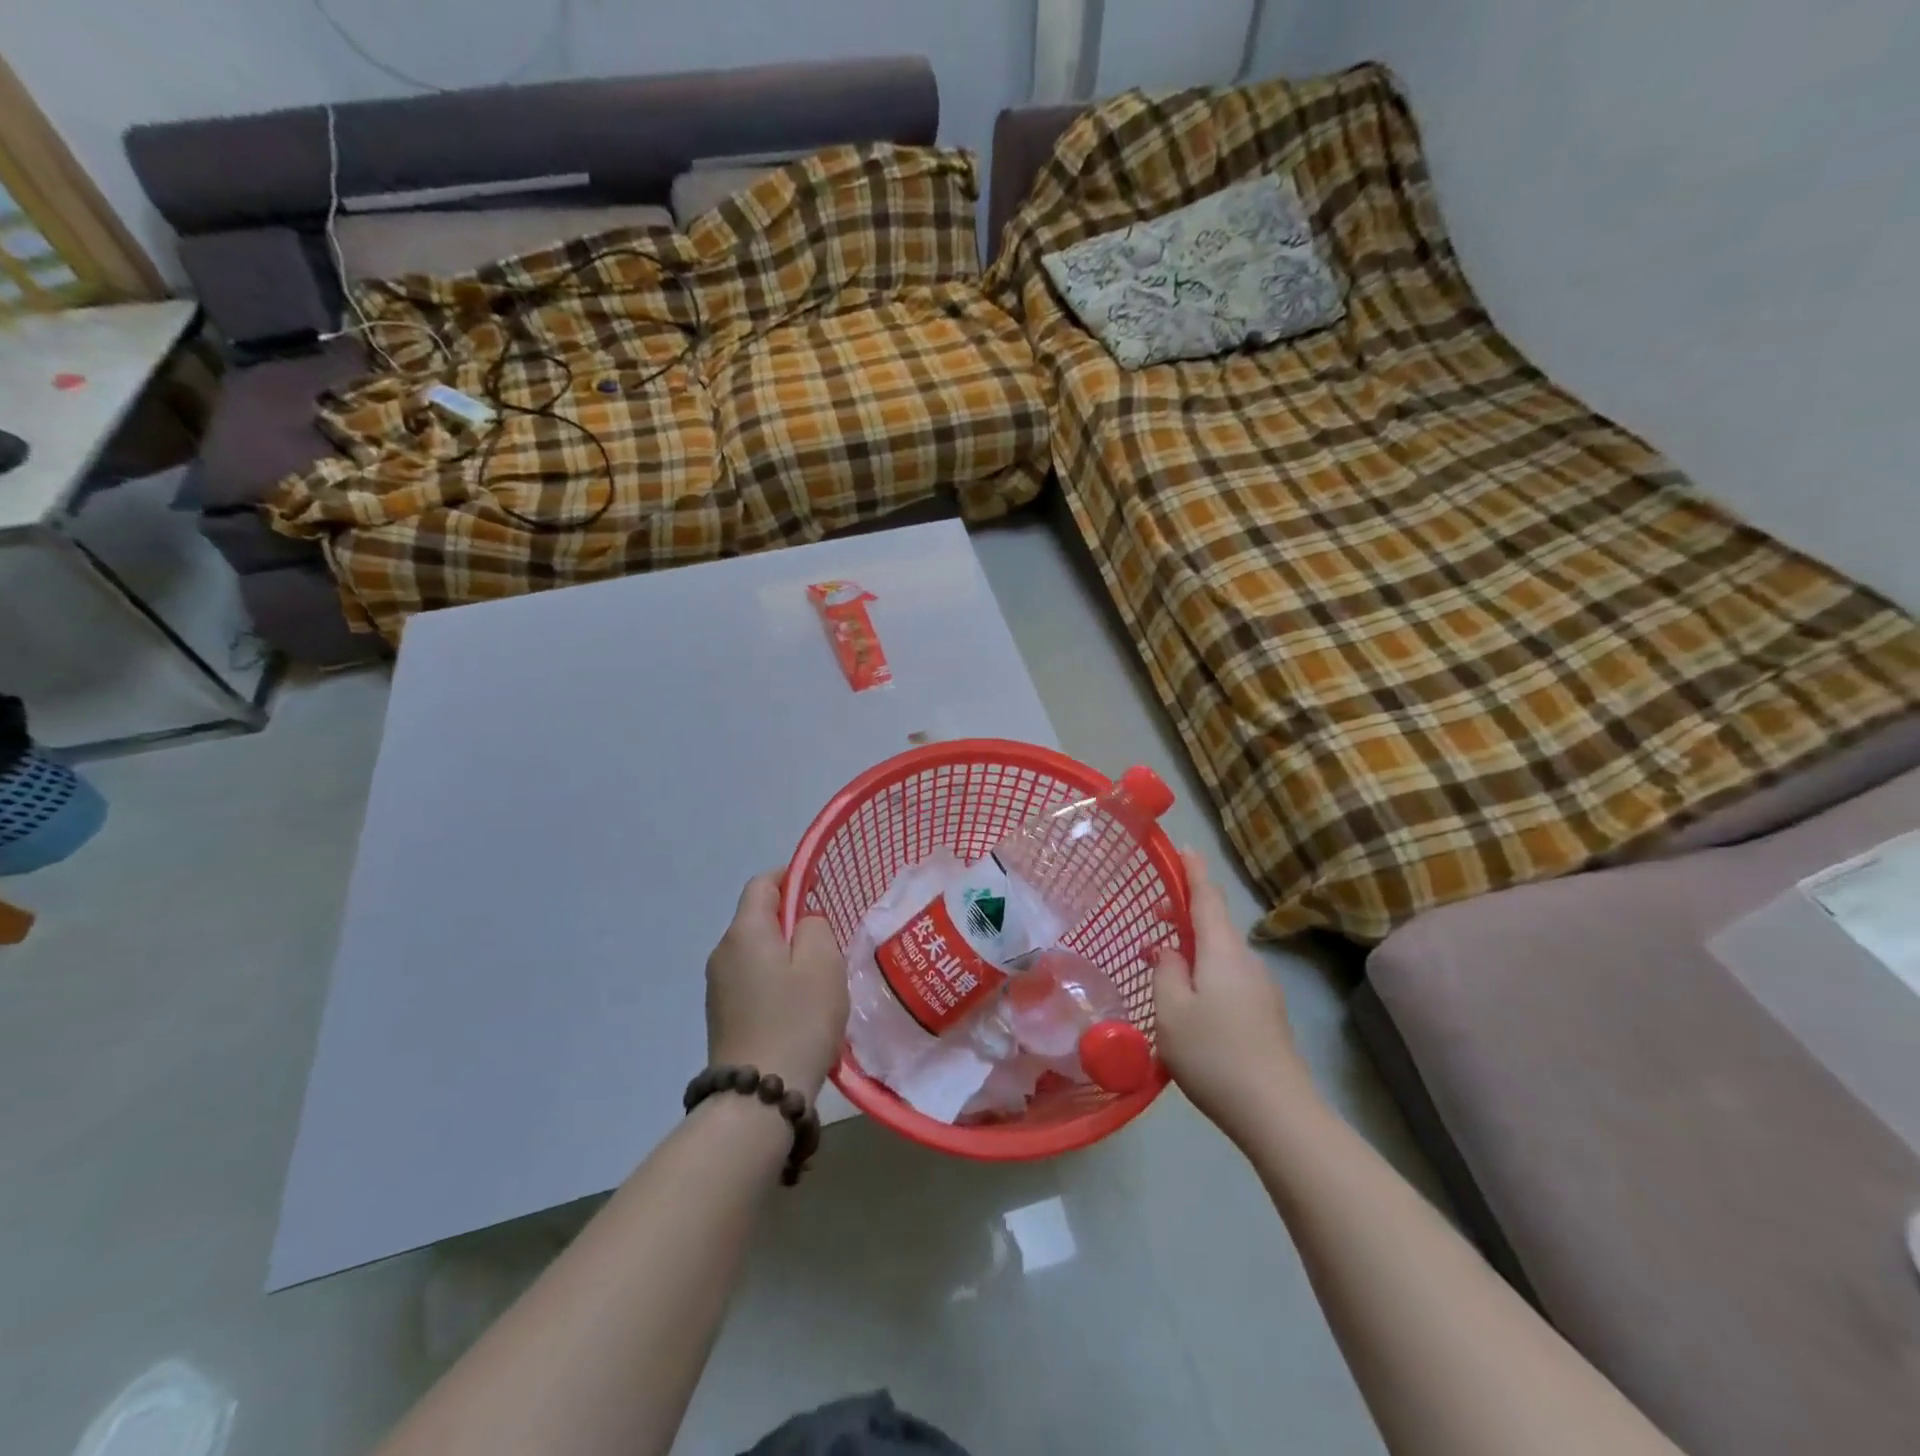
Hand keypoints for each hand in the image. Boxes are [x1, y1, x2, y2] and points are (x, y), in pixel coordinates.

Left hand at [705, 873, 848, 1099]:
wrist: (758, 1096)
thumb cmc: (798, 1019)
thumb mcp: (823, 962)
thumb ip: (815, 927)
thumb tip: (803, 923)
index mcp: (745, 931)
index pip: (763, 883)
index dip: (791, 878)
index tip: (819, 889)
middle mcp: (723, 952)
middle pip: (757, 918)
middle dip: (791, 921)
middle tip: (827, 943)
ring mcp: (717, 986)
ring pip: (756, 951)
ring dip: (784, 954)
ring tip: (817, 980)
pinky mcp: (721, 1015)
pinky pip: (751, 980)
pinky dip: (774, 981)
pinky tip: (797, 1009)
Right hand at [1154, 850, 1311, 1140]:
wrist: (1278, 1113)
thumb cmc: (1215, 1054)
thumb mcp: (1172, 1011)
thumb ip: (1166, 971)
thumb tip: (1169, 950)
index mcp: (1222, 951)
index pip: (1207, 897)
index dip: (1193, 870)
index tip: (1183, 847)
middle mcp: (1246, 961)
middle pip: (1215, 924)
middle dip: (1185, 913)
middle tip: (1154, 915)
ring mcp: (1262, 988)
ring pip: (1221, 954)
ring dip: (1193, 947)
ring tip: (1163, 965)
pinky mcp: (1267, 1014)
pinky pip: (1230, 977)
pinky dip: (1206, 972)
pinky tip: (1190, 1001)